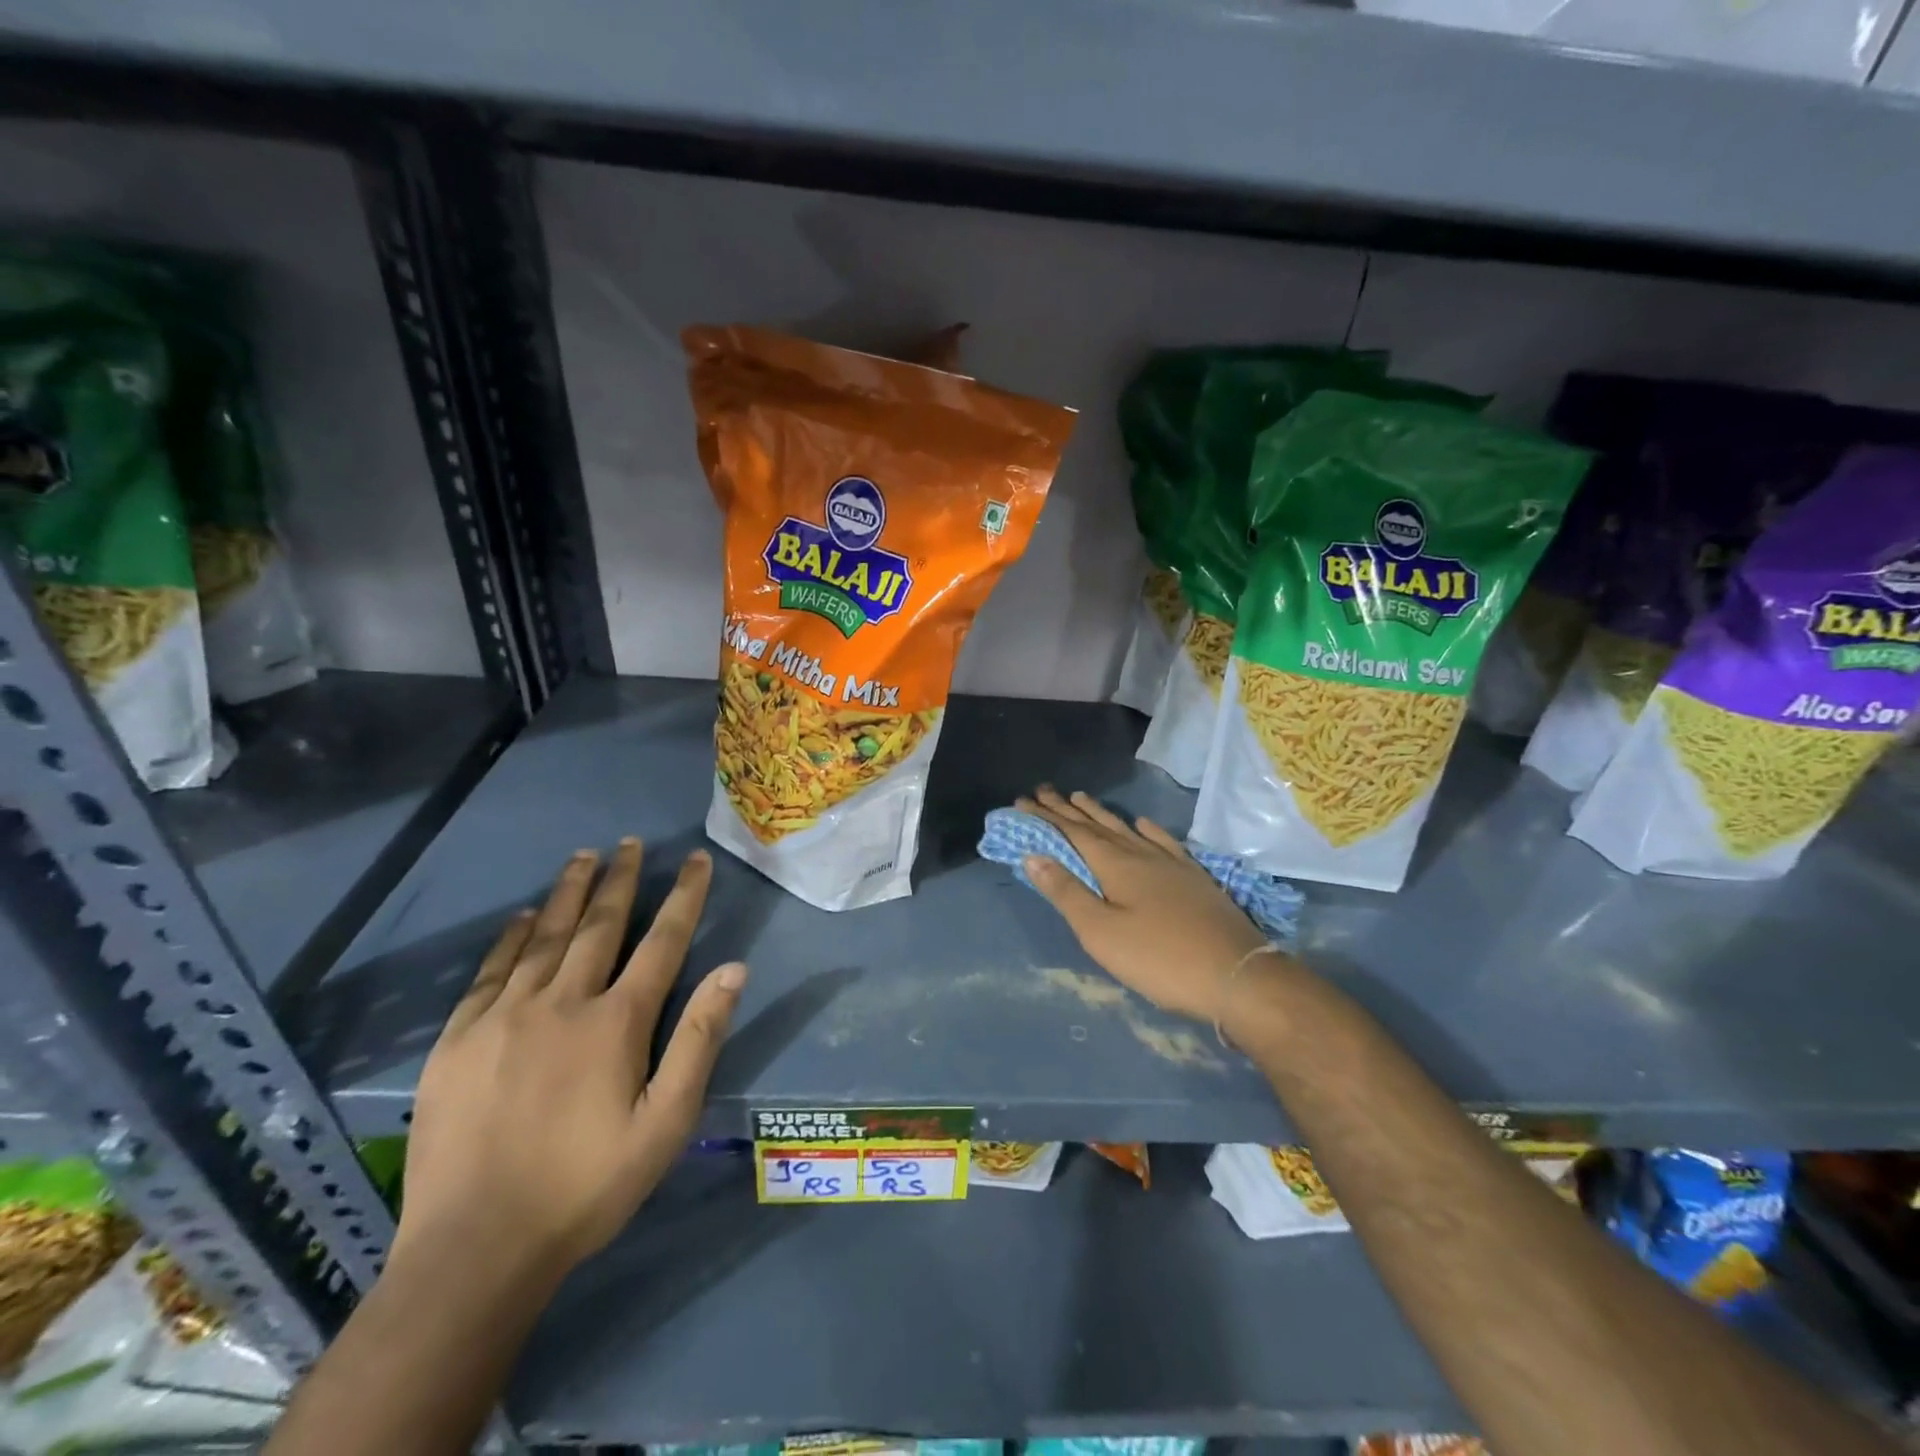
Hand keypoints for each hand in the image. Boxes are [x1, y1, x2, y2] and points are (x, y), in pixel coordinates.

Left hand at [395, 839, 745, 1282]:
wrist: (475, 1250)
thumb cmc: (587, 1187)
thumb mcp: (666, 1123)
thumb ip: (699, 1039)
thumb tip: (734, 969)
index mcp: (616, 1021)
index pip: (661, 941)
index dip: (682, 896)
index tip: (694, 860)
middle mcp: (562, 1002)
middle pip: (598, 925)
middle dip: (620, 879)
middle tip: (631, 843)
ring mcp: (503, 1017)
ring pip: (544, 937)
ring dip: (567, 893)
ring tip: (583, 857)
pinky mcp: (458, 1040)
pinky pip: (490, 971)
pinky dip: (510, 937)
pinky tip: (522, 917)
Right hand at [1014, 786, 1274, 1024]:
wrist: (1237, 974)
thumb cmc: (1158, 958)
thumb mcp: (1100, 931)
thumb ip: (1066, 892)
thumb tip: (1033, 855)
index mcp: (1115, 864)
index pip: (1072, 832)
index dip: (1046, 816)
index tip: (1022, 800)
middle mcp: (1141, 853)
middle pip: (1097, 825)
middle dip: (1068, 808)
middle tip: (1044, 790)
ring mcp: (1171, 863)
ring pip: (1127, 829)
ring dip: (1101, 814)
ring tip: (1081, 797)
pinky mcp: (1194, 877)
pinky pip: (1163, 841)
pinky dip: (1147, 829)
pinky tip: (1143, 824)